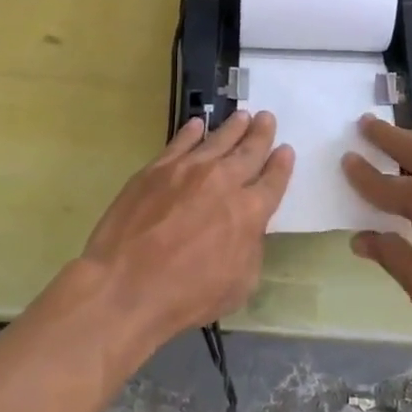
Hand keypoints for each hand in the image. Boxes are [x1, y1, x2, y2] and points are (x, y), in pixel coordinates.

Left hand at [80, 110, 292, 342]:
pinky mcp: (157, 169)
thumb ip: (250, 249)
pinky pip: (180, 142)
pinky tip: (198, 124)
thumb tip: (248, 229)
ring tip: (242, 116)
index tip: (286, 150)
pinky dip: (192, 132)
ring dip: (233, 127)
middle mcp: (224, 181)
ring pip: (218, 139)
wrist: (126, 285)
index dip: (282, 165)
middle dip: (261, 134)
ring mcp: (188, 170)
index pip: (273, 181)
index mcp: (250, 212)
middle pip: (249, 151)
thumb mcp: (239, 285)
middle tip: (267, 118)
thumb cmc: (186, 295)